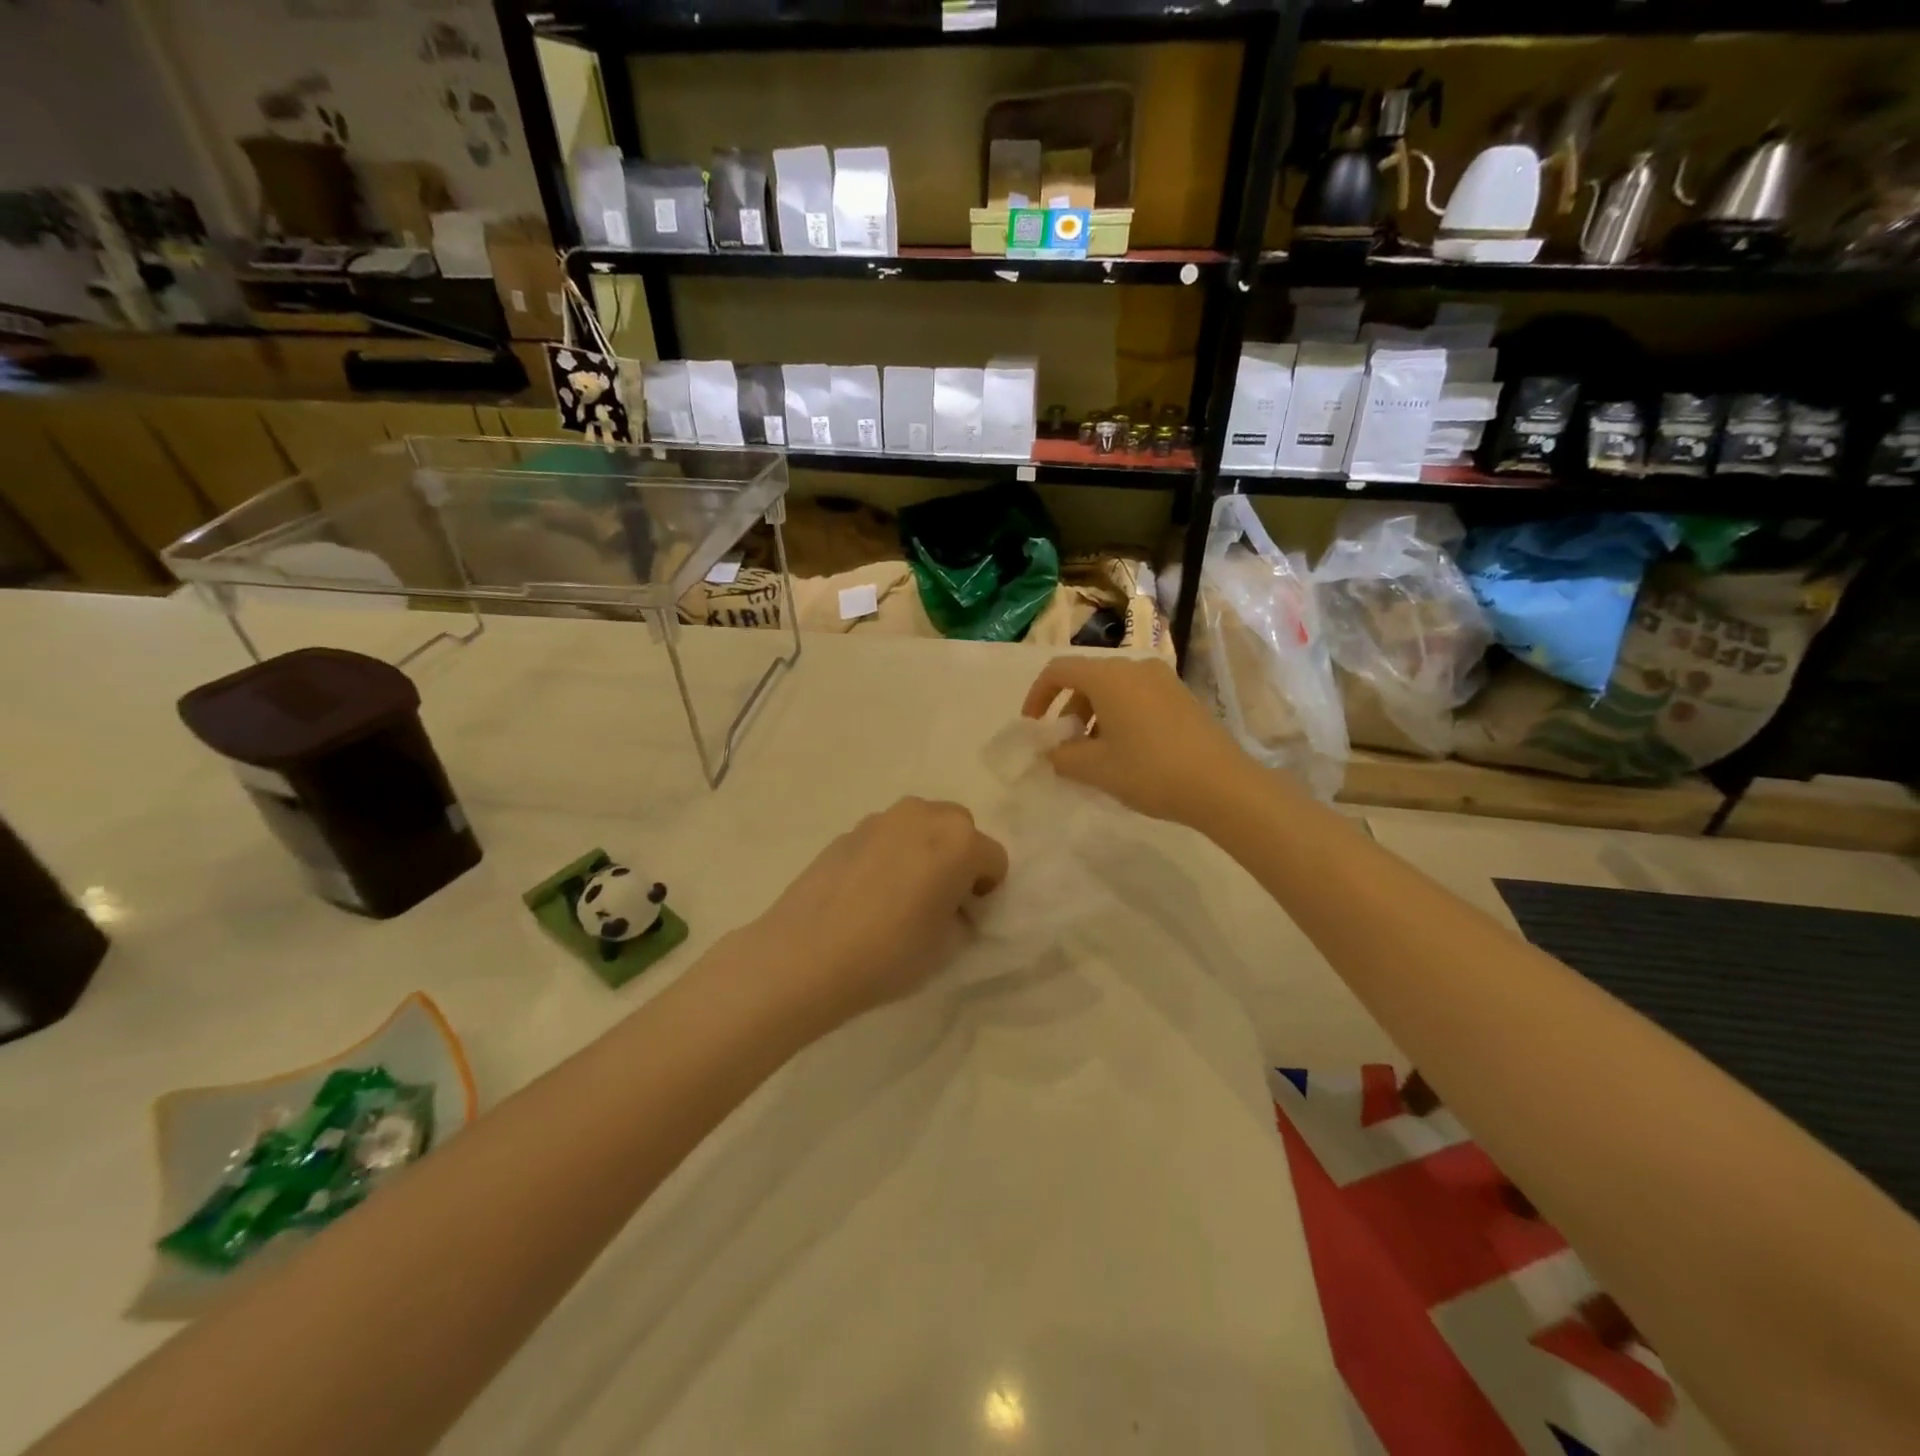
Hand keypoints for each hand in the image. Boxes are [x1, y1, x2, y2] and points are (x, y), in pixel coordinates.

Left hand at [724, 798, 1007, 1029]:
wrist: (806, 955)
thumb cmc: (890, 953)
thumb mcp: (946, 947)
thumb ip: (960, 916)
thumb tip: (950, 905)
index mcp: (959, 840)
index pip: (994, 860)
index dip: (987, 890)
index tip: (968, 917)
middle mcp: (923, 815)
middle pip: (958, 829)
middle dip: (958, 858)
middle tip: (939, 899)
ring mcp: (881, 819)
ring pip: (920, 827)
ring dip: (923, 850)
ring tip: (900, 895)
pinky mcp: (847, 831)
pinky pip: (885, 838)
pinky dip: (888, 855)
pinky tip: (867, 894)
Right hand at [1022, 655, 1253, 826]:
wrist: (1222, 785)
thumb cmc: (1150, 771)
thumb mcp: (1096, 768)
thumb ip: (1063, 756)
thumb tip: (1052, 751)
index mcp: (1109, 676)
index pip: (1059, 670)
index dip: (1037, 695)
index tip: (1034, 726)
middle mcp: (1135, 667)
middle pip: (1087, 678)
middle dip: (1068, 709)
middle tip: (1066, 745)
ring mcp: (1162, 680)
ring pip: (1113, 688)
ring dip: (1094, 715)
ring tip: (1095, 753)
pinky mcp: (1181, 696)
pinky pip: (1137, 696)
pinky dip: (1119, 715)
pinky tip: (1126, 751)